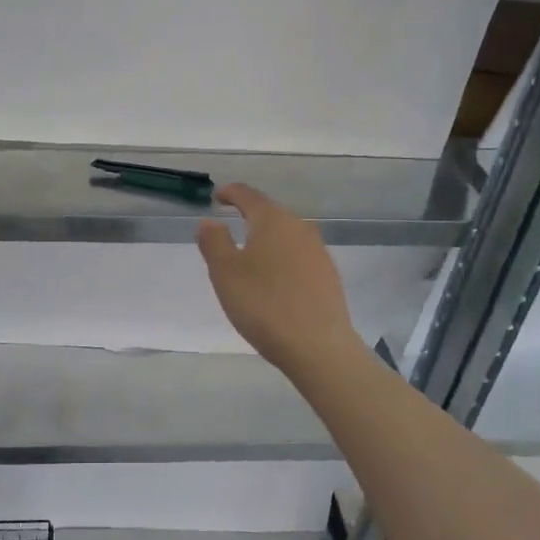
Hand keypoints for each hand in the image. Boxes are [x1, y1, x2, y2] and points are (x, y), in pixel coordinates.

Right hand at [196, 184, 361, 372]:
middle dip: (249, 218)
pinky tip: (275, 281)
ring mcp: (318, 251)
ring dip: (267, 241)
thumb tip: (210, 221)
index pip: (248, 196)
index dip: (230, 193)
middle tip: (230, 231)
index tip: (218, 197)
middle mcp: (299, 227)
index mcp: (272, 220)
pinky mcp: (328, 275)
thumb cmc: (263, 304)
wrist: (318, 345)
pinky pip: (299, 257)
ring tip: (251, 258)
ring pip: (286, 236)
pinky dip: (282, 260)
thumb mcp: (225, 272)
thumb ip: (214, 242)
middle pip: (270, 214)